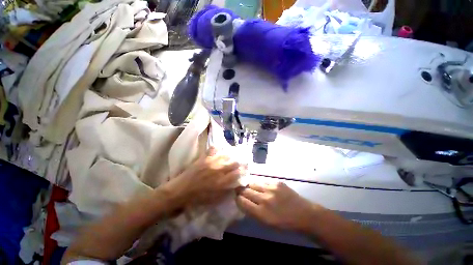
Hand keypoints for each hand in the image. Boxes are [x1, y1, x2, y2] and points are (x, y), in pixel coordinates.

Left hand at [168, 147, 243, 206]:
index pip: (237, 174)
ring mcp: (211, 162)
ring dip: (231, 154)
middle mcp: (219, 170)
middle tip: (240, 161)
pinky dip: (217, 148)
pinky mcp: (204, 158)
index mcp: (222, 182)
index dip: (242, 171)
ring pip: (226, 155)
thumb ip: (227, 191)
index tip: (244, 169)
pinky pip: (213, 149)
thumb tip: (235, 184)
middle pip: (234, 162)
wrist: (181, 191)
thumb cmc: (199, 197)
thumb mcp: (215, 199)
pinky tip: (220, 148)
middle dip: (239, 162)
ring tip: (233, 153)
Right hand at [236, 182, 320, 231]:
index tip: (237, 197)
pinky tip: (263, 187)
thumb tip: (243, 201)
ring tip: (250, 187)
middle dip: (241, 190)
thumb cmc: (284, 222)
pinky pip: (263, 181)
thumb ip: (253, 212)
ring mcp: (271, 189)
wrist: (303, 214)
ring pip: (253, 183)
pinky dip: (260, 185)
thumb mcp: (267, 223)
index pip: (242, 202)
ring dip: (250, 186)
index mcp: (262, 213)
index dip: (238, 198)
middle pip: (245, 190)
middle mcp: (265, 199)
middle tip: (240, 190)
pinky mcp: (277, 182)